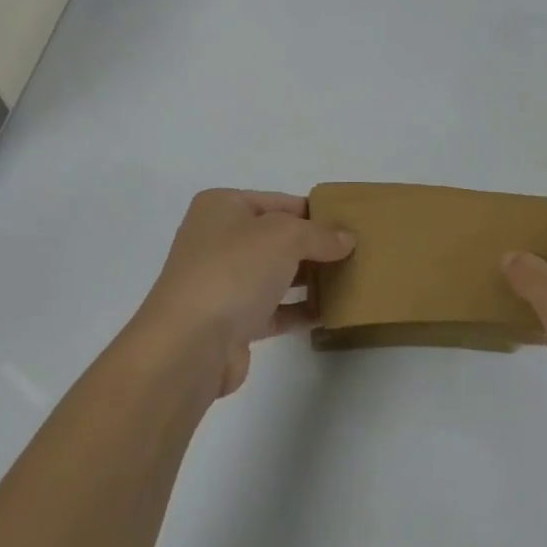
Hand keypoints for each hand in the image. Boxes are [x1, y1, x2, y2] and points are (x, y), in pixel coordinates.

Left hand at [132, 189, 354, 399]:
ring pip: (276, 274)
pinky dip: (299, 310)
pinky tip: (330, 312)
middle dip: (315, 246)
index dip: (314, 211)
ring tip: (351, 280)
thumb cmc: (234, 270)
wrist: (189, 345)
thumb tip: (347, 239)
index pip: (278, 201)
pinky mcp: (232, 322)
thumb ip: (320, 235)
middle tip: (356, 252)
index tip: (349, 223)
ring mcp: (223, 282)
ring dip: (310, 278)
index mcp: (222, 207)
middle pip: (277, 238)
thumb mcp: (285, 236)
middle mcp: (218, 240)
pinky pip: (274, 309)